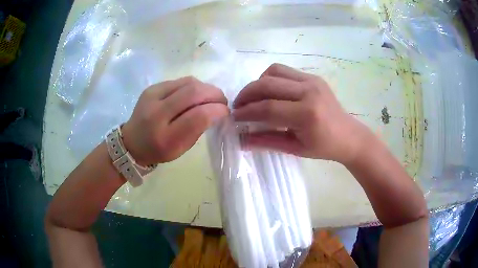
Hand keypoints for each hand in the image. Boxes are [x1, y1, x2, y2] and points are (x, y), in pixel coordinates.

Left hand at [122, 77, 228, 164]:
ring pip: (188, 82)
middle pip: (193, 93)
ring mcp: (152, 96)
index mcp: (165, 138)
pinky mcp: (152, 87)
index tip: (226, 112)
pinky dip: (194, 86)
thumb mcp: (181, 148)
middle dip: (215, 94)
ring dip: (206, 88)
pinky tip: (196, 93)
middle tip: (222, 101)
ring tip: (211, 96)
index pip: (198, 116)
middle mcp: (156, 113)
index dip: (217, 110)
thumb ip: (198, 129)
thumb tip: (216, 110)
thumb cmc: (159, 150)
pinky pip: (180, 81)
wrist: (132, 141)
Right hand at [233, 63, 374, 163]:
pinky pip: (285, 71)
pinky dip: (271, 79)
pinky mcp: (313, 77)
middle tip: (238, 105)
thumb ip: (266, 141)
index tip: (233, 116)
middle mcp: (309, 91)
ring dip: (258, 83)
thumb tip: (241, 139)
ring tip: (253, 97)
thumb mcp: (294, 149)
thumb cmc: (324, 147)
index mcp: (307, 114)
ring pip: (274, 71)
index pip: (268, 108)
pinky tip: (270, 92)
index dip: (247, 112)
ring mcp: (312, 81)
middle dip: (247, 94)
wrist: (349, 135)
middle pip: (267, 84)